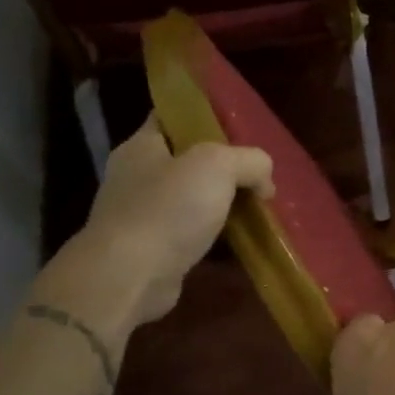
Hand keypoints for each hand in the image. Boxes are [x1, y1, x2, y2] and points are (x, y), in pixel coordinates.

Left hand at [74, 119, 273, 325]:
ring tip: (258, 208)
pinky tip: (241, 241)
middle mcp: (136, 177)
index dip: (204, 117)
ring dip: (222, 204)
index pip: (171, 117)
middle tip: (258, 173)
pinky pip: (192, 234)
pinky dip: (215, 237)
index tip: (239, 127)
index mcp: (141, 147)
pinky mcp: (152, 250)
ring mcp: (141, 216)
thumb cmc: (168, 209)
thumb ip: (250, 160)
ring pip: (192, 200)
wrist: (130, 277)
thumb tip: (264, 182)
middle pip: (188, 161)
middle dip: (224, 167)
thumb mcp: (218, 165)